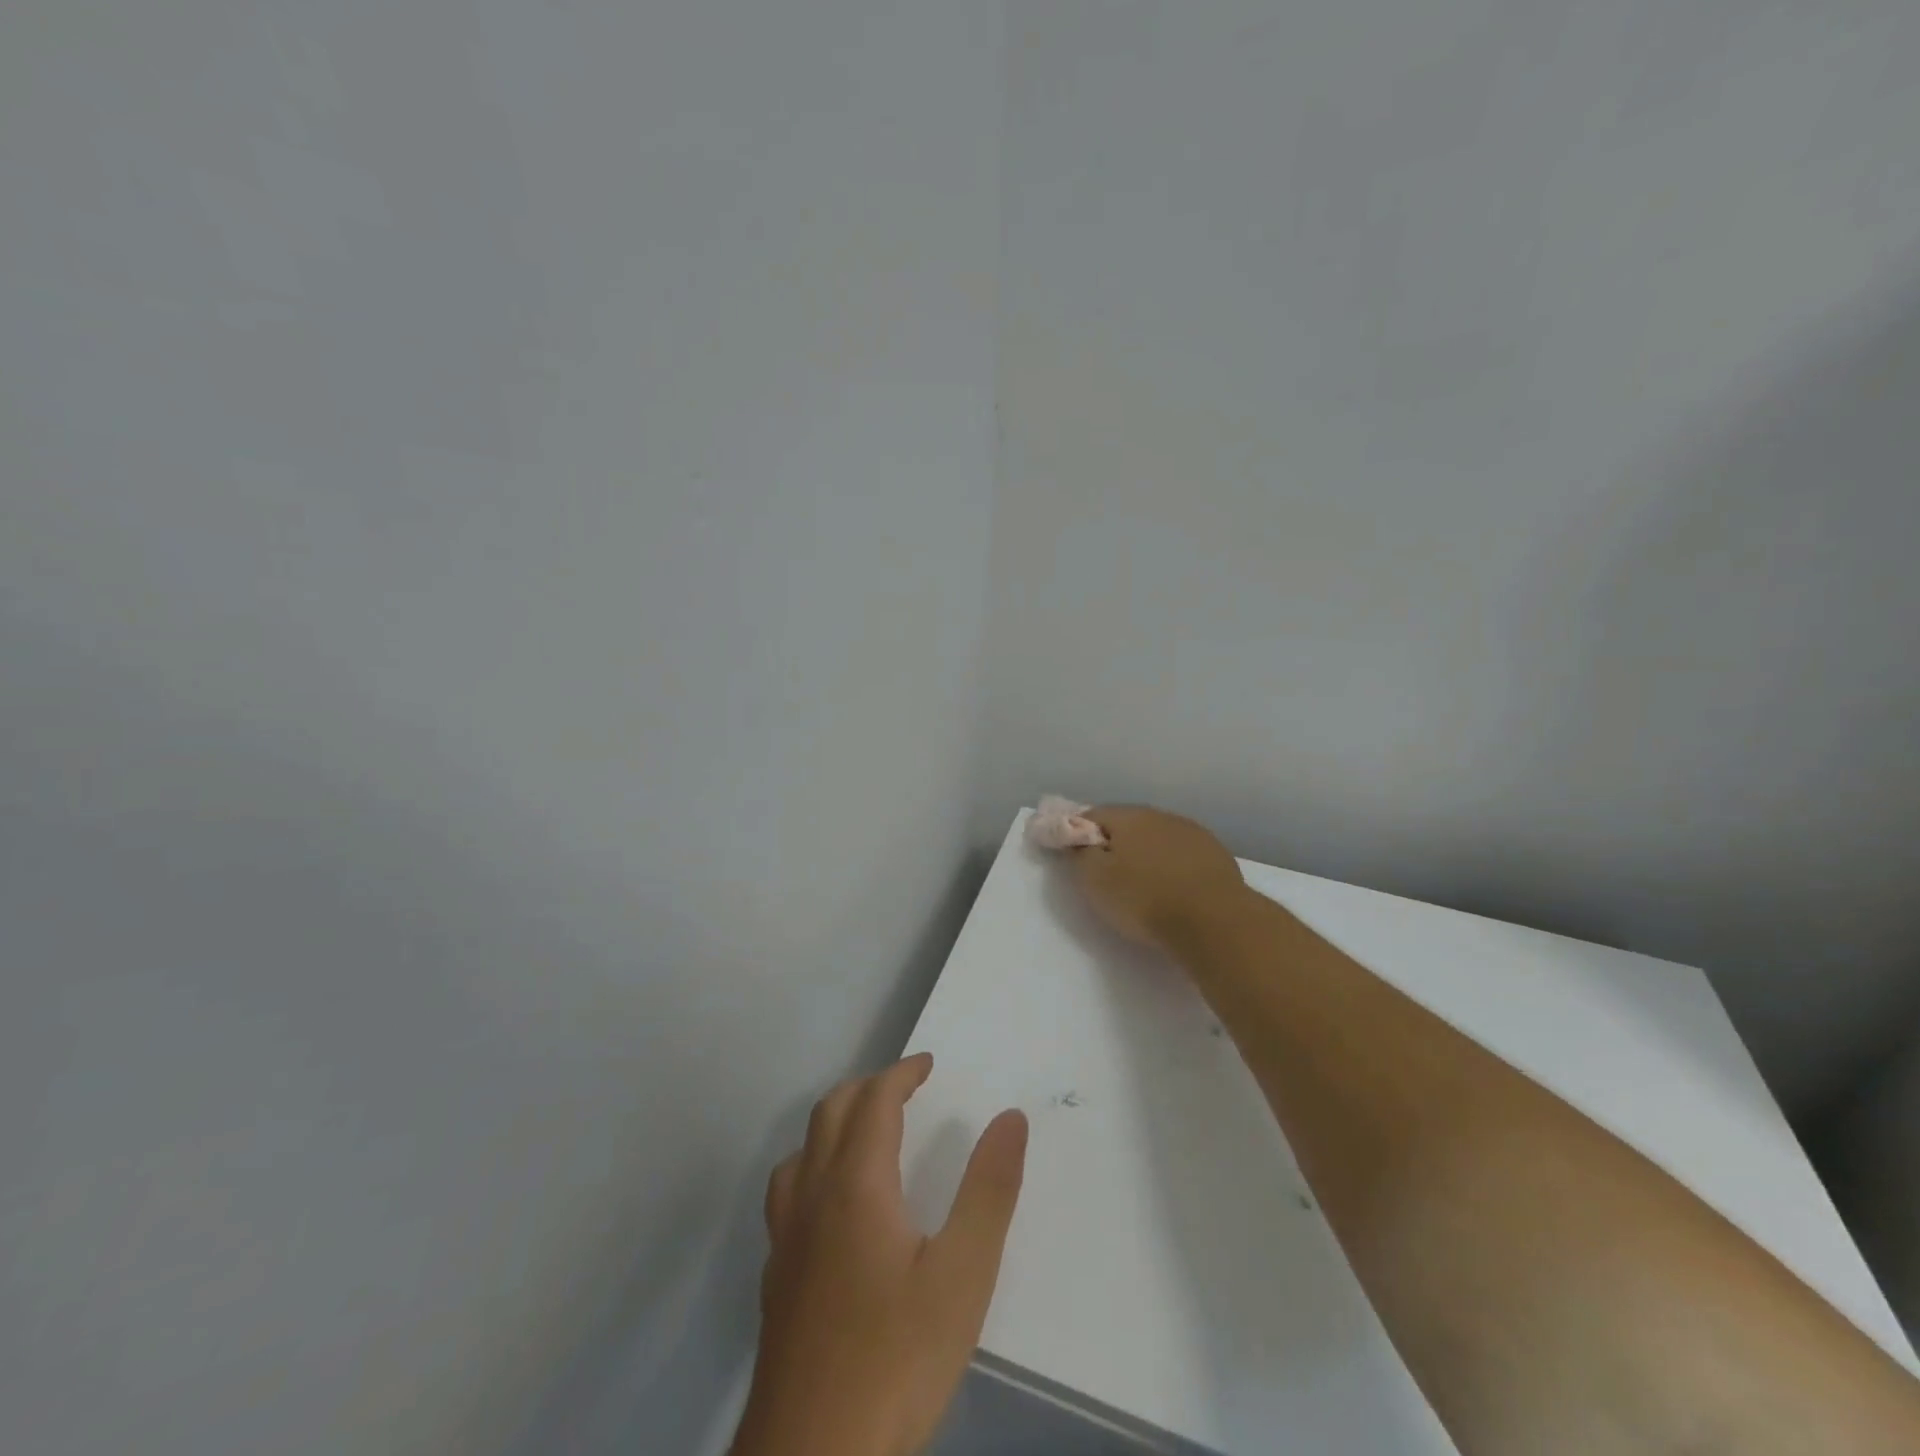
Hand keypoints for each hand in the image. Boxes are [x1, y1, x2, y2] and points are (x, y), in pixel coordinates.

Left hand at [730, 1054, 1028, 1455]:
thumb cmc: (895, 1360)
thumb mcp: (963, 1276)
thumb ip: (989, 1190)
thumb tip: (1010, 1118)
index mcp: (855, 1184)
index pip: (874, 1102)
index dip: (901, 1074)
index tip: (928, 1064)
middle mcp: (812, 1197)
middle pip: (830, 1113)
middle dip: (867, 1088)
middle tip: (905, 1089)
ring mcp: (786, 1240)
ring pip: (801, 1151)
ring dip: (834, 1124)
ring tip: (866, 1134)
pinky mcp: (775, 1281)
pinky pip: (788, 1195)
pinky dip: (813, 1169)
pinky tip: (831, 1209)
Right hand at [1066, 804, 1246, 953]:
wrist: (1214, 921)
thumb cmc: (1145, 899)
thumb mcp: (1095, 881)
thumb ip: (1080, 854)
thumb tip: (1076, 839)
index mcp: (1128, 816)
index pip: (1092, 815)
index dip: (1078, 834)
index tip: (1075, 858)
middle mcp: (1160, 815)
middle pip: (1127, 824)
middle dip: (1114, 843)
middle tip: (1107, 875)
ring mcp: (1192, 832)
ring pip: (1157, 838)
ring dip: (1146, 854)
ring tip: (1143, 885)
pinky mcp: (1215, 854)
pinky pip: (1182, 855)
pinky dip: (1172, 866)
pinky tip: (1173, 889)